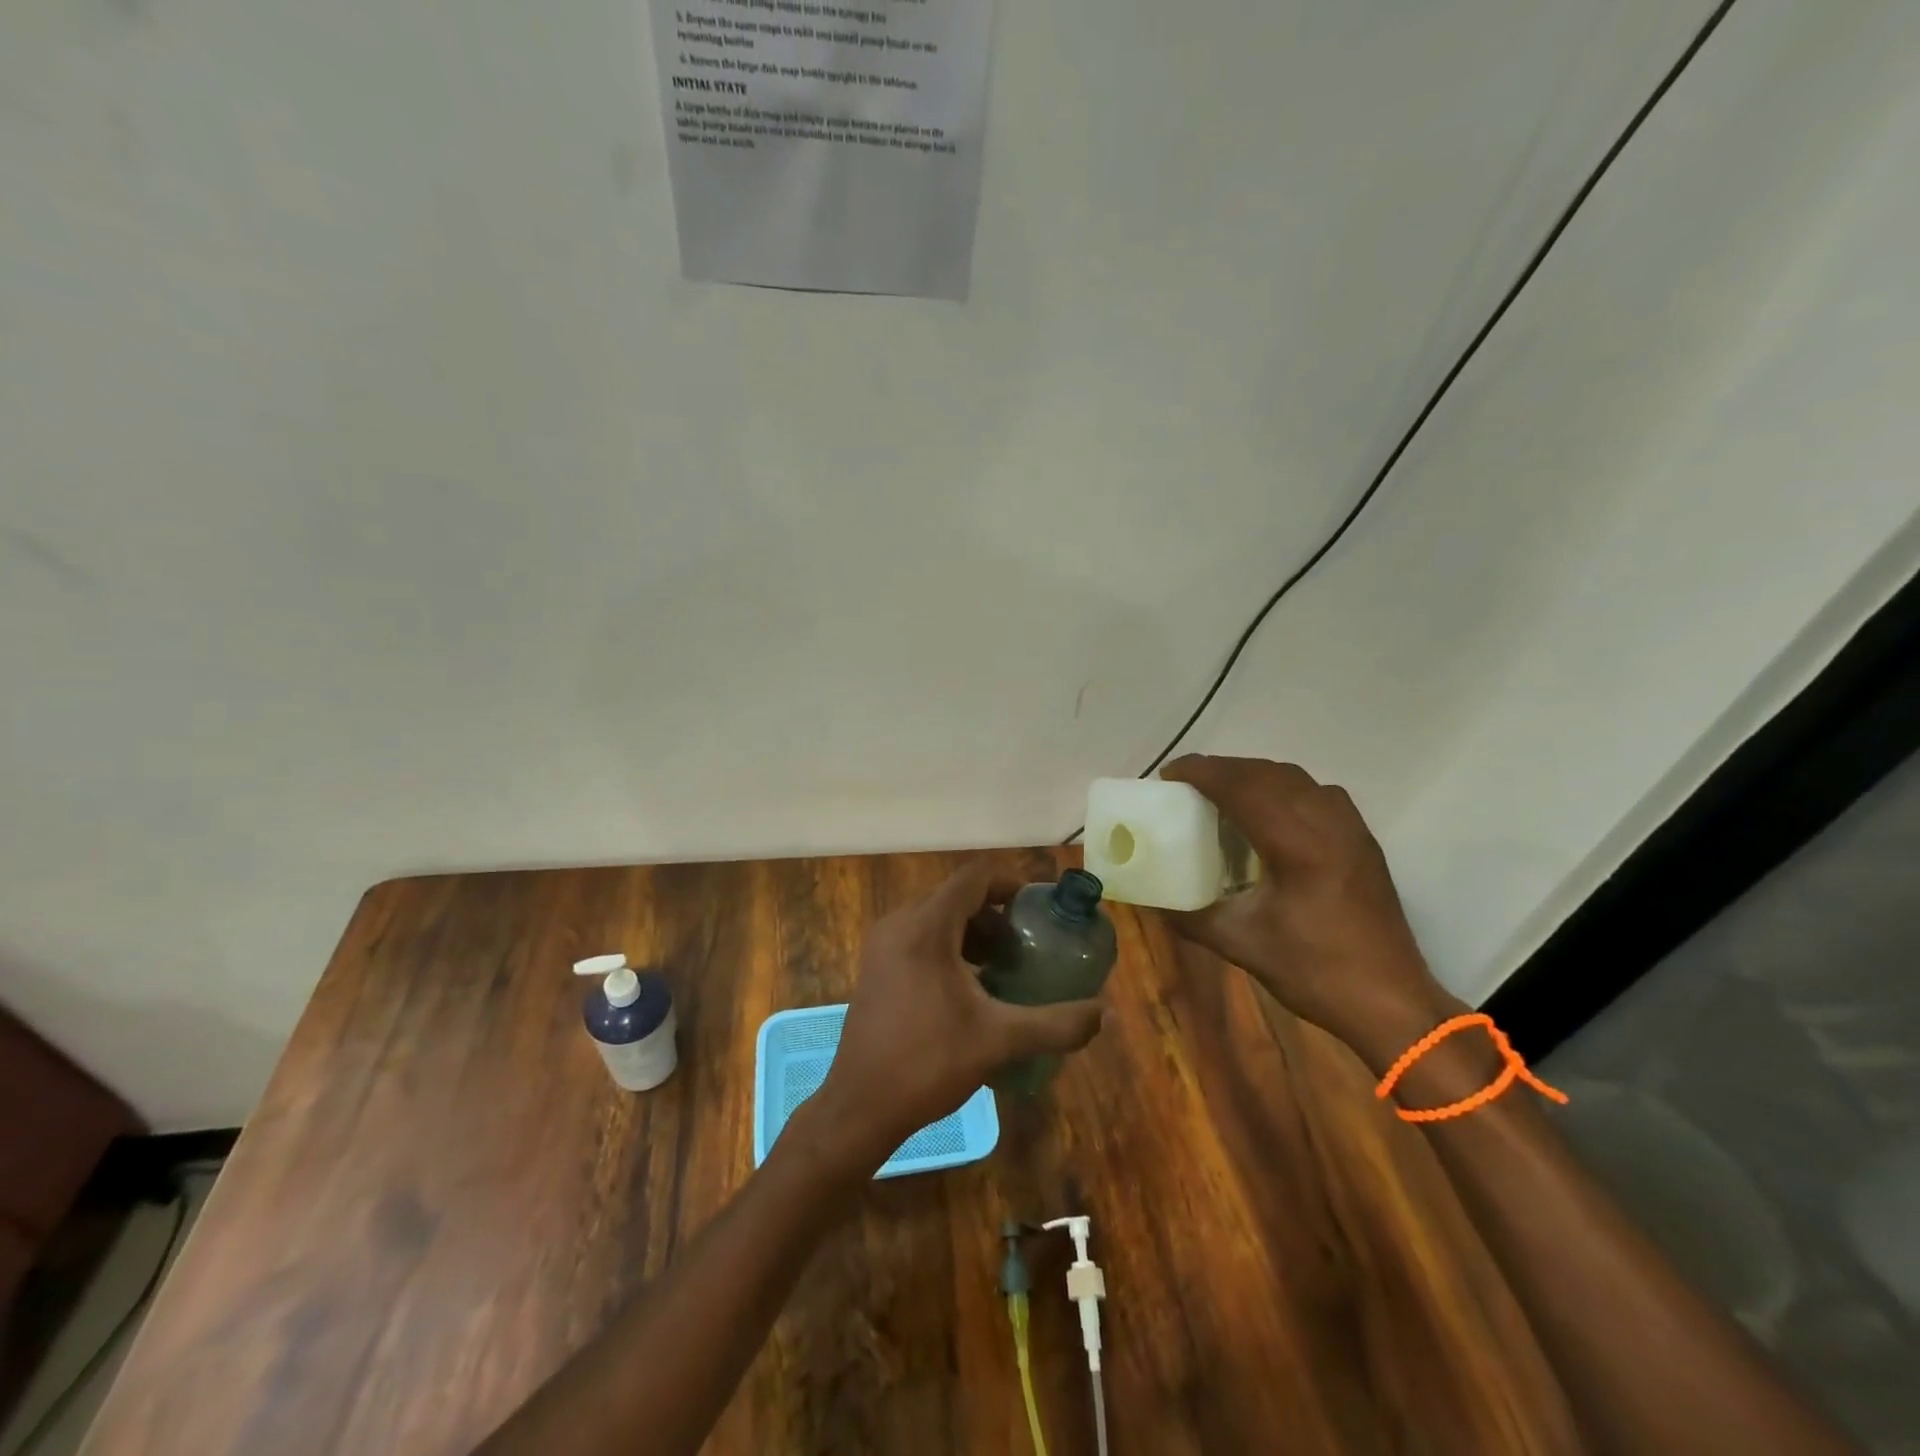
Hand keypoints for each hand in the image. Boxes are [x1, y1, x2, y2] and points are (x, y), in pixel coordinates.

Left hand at [812, 860, 1107, 1170]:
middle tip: (1029, 942)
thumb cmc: (927, 1063)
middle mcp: (900, 924)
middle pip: (957, 896)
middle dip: (997, 913)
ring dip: (975, 931)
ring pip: (939, 917)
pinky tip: (973, 985)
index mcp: (925, 927)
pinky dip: (952, 946)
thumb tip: (1106, 1014)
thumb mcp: (999, 1040)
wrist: (859, 1107)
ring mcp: (883, 945)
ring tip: (1006, 965)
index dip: (1012, 884)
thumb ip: (1056, 1024)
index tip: (1042, 907)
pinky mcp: (877, 966)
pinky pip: (921, 937)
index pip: (975, 878)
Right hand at [1160, 755, 1454, 1067]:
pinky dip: (1283, 788)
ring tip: (1223, 792)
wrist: (1391, 1002)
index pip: (1242, 786)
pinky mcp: (1362, 840)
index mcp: (1296, 845)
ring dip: (1254, 775)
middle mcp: (1326, 823)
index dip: (1202, 772)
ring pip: (1295, 778)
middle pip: (1266, 773)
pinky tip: (1269, 812)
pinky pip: (1317, 793)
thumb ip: (1190, 917)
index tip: (1169, 776)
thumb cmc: (1315, 972)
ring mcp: (1350, 828)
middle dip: (1223, 769)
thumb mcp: (1241, 945)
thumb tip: (1151, 902)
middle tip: (1187, 784)